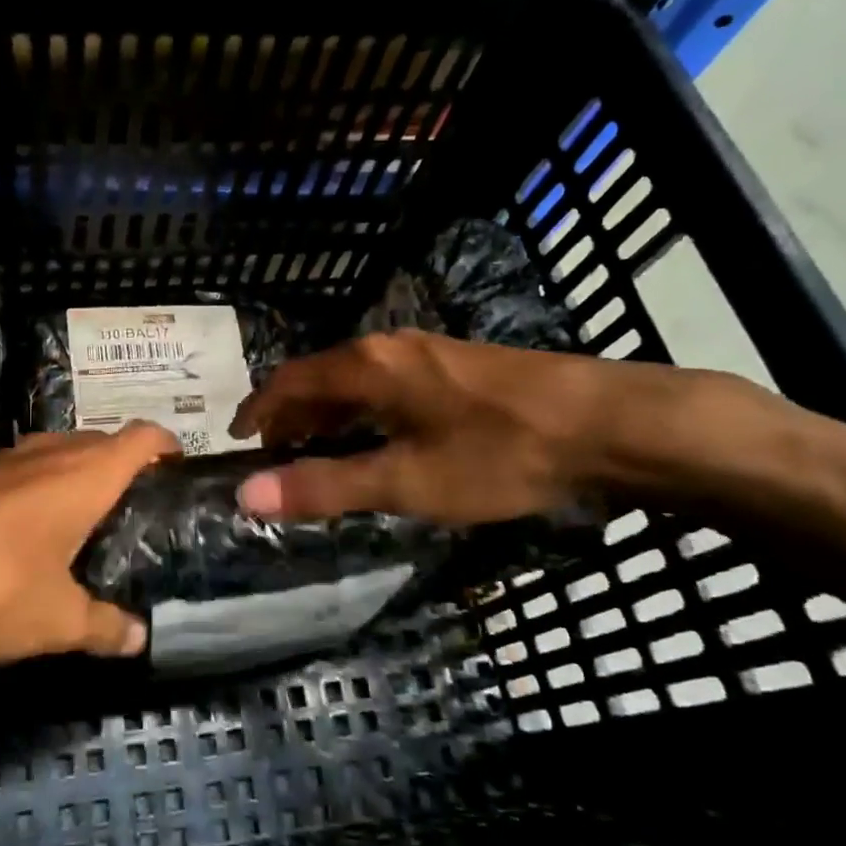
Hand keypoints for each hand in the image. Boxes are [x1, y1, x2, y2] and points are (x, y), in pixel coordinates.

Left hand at [0, 423, 179, 662]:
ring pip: (56, 455)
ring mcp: (2, 461)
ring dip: (75, 479)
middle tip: (137, 514)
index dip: (167, 446)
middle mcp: (47, 454)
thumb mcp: (54, 620)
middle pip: (101, 441)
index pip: (142, 436)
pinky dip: (36, 493)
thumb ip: (102, 627)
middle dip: (123, 468)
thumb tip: (138, 638)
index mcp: (84, 474)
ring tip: (86, 527)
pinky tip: (25, 540)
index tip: (178, 473)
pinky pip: (19, 475)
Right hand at [227, 330, 668, 525]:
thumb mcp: (405, 481)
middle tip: (275, 457)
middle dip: (292, 416)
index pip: (290, 380)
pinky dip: (362, 412)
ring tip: (318, 453)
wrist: (609, 424)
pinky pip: (386, 385)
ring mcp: (427, 353)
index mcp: (367, 366)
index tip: (237, 438)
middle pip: (320, 378)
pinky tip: (378, 440)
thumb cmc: (498, 453)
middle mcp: (389, 347)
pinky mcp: (455, 366)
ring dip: (328, 416)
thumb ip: (324, 487)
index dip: (259, 409)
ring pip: (355, 381)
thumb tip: (245, 497)